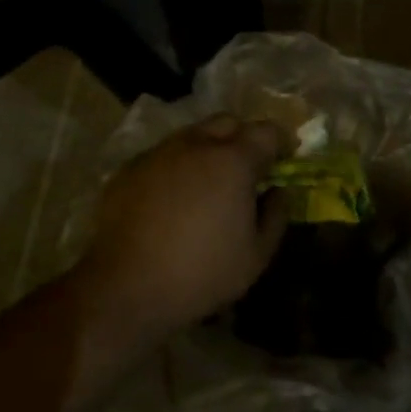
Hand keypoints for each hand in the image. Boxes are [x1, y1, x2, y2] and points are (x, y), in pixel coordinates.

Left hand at [78, 114, 291, 347]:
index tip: (285, 159)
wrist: (124, 288)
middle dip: (243, 138)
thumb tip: (277, 191)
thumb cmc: (201, 273)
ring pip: (193, 136)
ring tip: (209, 182)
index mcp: (233, 161)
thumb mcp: (256, 255)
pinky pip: (164, 156)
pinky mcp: (129, 169)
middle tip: (248, 168)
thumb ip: (276, 215)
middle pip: (228, 123)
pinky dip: (177, 166)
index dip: (281, 142)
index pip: (267, 131)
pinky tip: (174, 198)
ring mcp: (159, 153)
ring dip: (208, 149)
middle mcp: (196, 145)